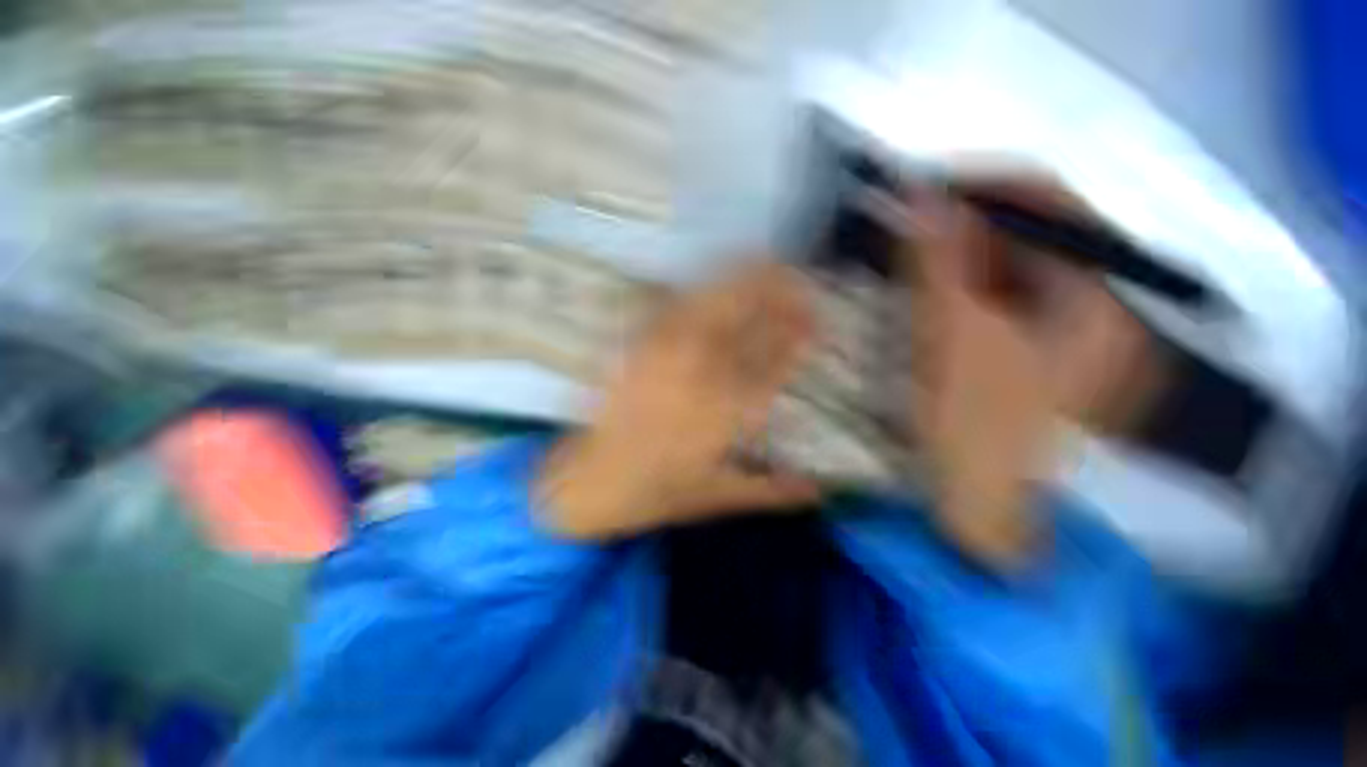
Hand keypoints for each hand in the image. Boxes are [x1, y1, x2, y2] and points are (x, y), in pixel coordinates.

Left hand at [536, 262, 821, 539]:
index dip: (801, 334)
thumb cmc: (657, 491)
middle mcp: (699, 373)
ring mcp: (664, 352)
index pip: (776, 360)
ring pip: (711, 298)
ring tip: (764, 264)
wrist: (591, 482)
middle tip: (797, 279)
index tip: (820, 319)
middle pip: (744, 313)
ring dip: (742, 278)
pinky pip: (675, 304)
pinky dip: (702, 288)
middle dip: (776, 289)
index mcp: (726, 412)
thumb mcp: (719, 496)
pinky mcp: (638, 344)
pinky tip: (715, 284)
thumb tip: (820, 490)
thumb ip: (773, 491)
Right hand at [902, 185, 1143, 563]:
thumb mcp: (955, 338)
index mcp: (1098, 300)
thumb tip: (923, 195)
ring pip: (1014, 261)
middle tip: (912, 221)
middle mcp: (1097, 303)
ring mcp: (1068, 326)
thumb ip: (942, 263)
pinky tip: (933, 287)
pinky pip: (1003, 291)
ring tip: (914, 252)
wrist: (977, 500)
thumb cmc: (973, 424)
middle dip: (970, 221)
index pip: (1055, 206)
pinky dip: (965, 279)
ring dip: (962, 250)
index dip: (989, 185)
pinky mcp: (1035, 343)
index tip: (926, 184)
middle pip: (1034, 232)